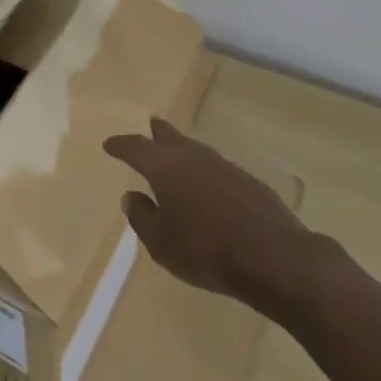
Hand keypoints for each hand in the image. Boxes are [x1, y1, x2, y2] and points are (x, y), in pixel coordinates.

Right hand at [103, 118, 309, 302]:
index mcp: (165, 167)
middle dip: (157, 133)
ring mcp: (222, 166)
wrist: (272, 256)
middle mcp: (192, 157)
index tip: (109, 144)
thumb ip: (142, 217)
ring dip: (182, 150)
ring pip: (194, 150)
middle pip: (170, 137)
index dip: (120, 146)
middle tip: (151, 124)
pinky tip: (206, 184)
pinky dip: (203, 170)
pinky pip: (215, 168)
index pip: (136, 148)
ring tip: (176, 153)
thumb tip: (131, 196)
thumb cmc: (205, 250)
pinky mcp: (246, 180)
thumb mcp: (161, 243)